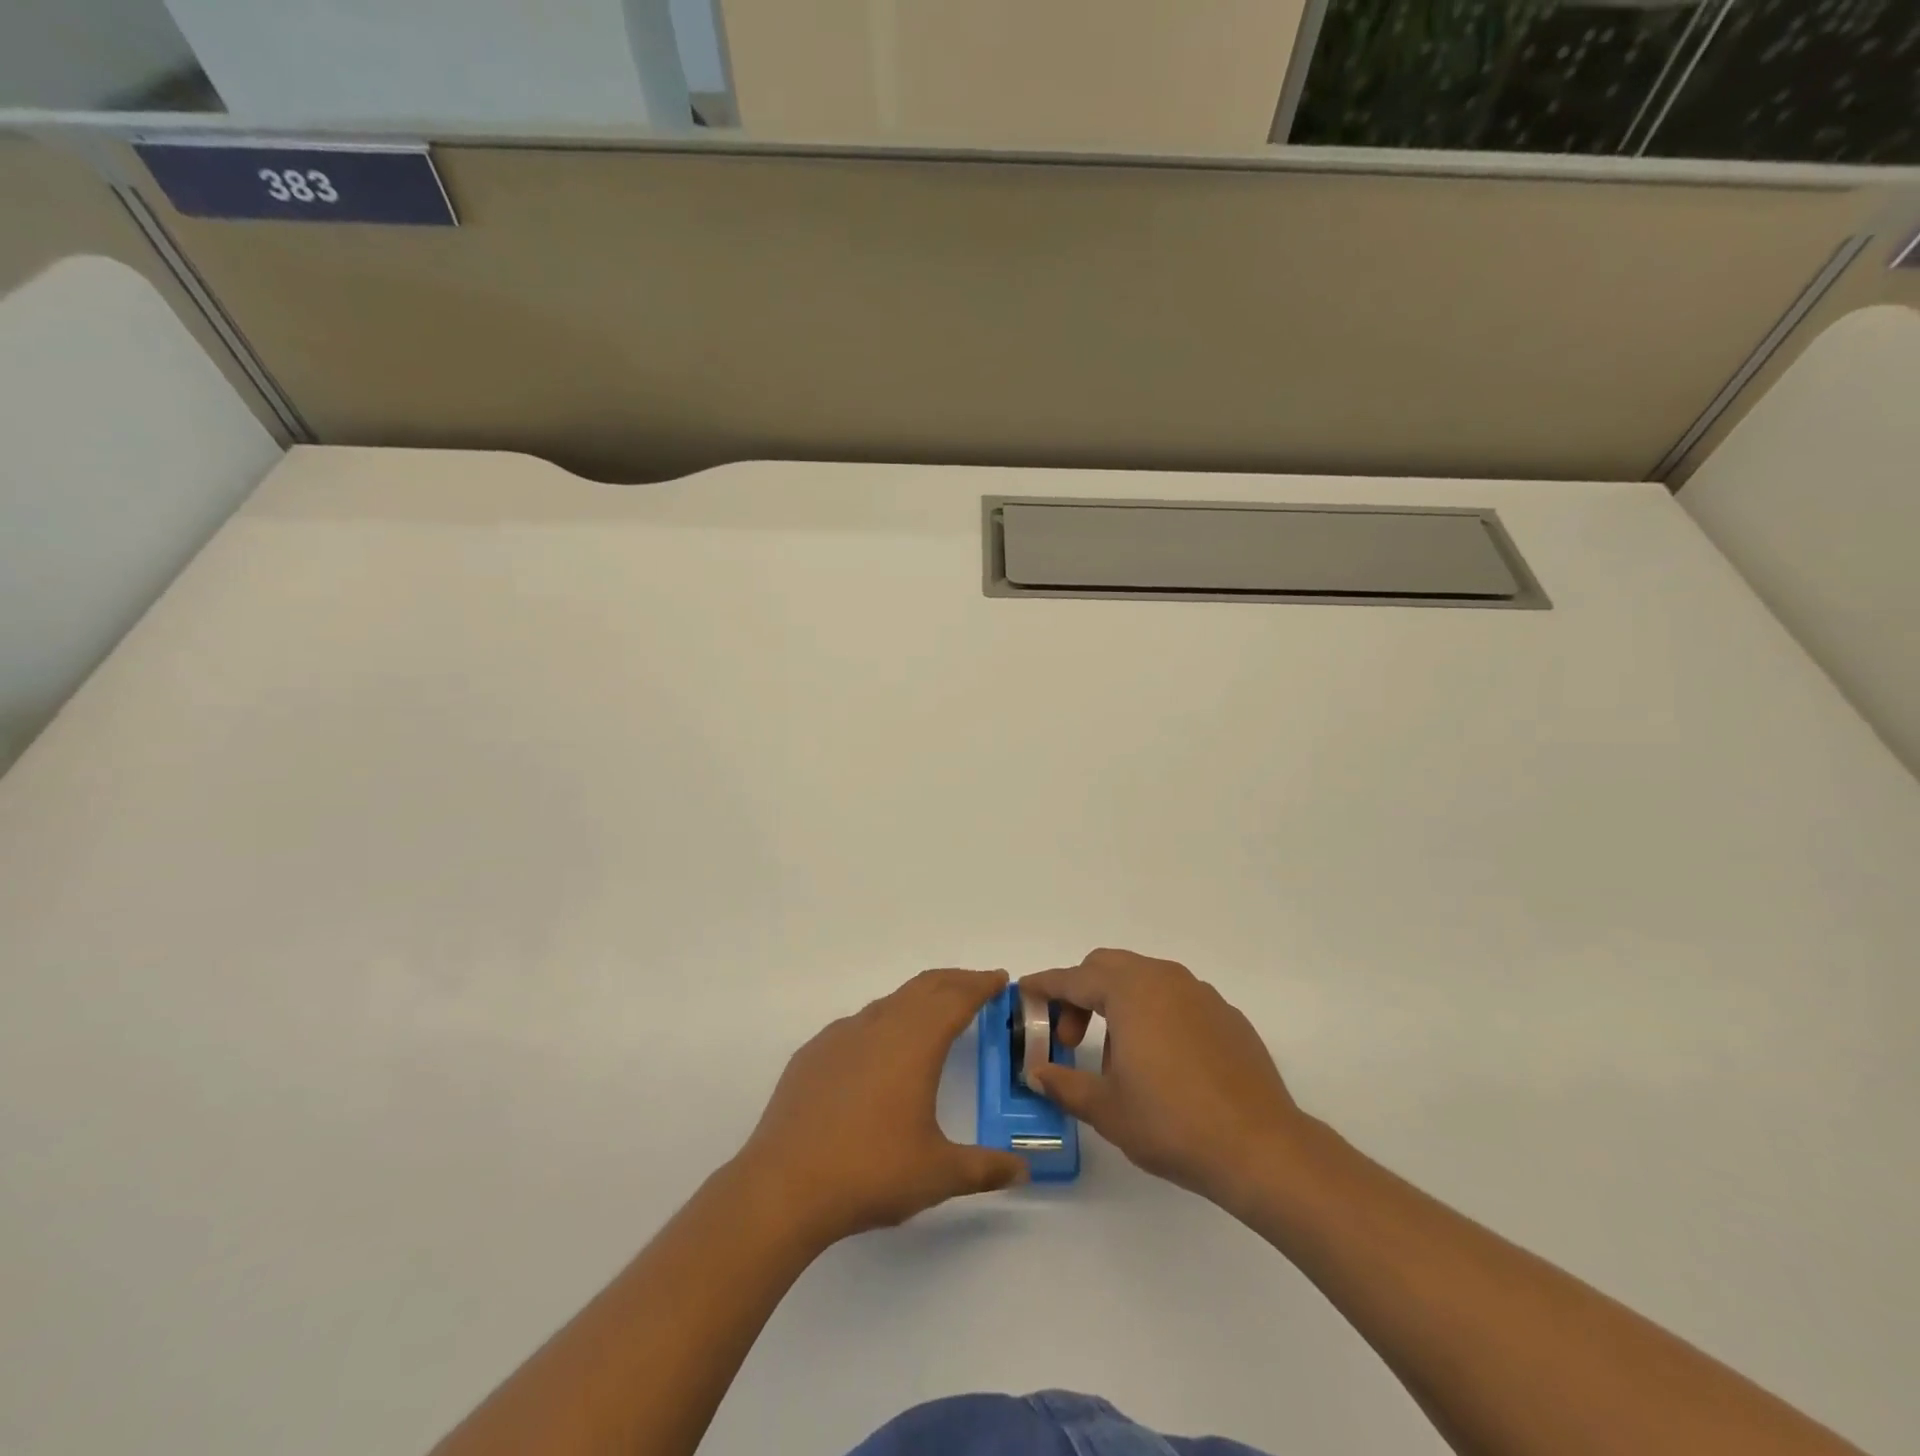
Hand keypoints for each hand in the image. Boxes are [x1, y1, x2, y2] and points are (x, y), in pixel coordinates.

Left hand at [736, 969, 1027, 1247]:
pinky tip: (879, 1051)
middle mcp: (879, 1026)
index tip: (999, 978)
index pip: (956, 998)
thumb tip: (1022, 1172)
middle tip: (977, 986)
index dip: (981, 985)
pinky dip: (882, 1022)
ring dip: (918, 1000)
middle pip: (924, 987)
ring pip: (889, 1002)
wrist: (784, 1186)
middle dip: (954, 981)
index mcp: (915, 1043)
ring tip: (933, 1015)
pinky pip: (857, 1024)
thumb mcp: (937, 1174)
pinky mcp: (813, 1054)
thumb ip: (984, 1169)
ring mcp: (841, 1036)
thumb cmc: (870, 1172)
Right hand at [1021, 949, 1305, 1207]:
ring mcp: (1200, 994)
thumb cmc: (1172, 1123)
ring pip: (1143, 980)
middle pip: (1108, 967)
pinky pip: (1176, 999)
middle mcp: (1164, 979)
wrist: (1261, 1148)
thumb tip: (1038, 1073)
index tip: (1023, 992)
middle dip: (1080, 994)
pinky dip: (1153, 1014)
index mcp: (1130, 991)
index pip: (1074, 978)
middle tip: (1070, 1039)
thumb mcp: (1106, 1109)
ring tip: (1117, 1058)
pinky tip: (1160, 1061)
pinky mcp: (1226, 1015)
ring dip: (1117, 1003)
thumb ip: (1065, 1084)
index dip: (1044, 986)